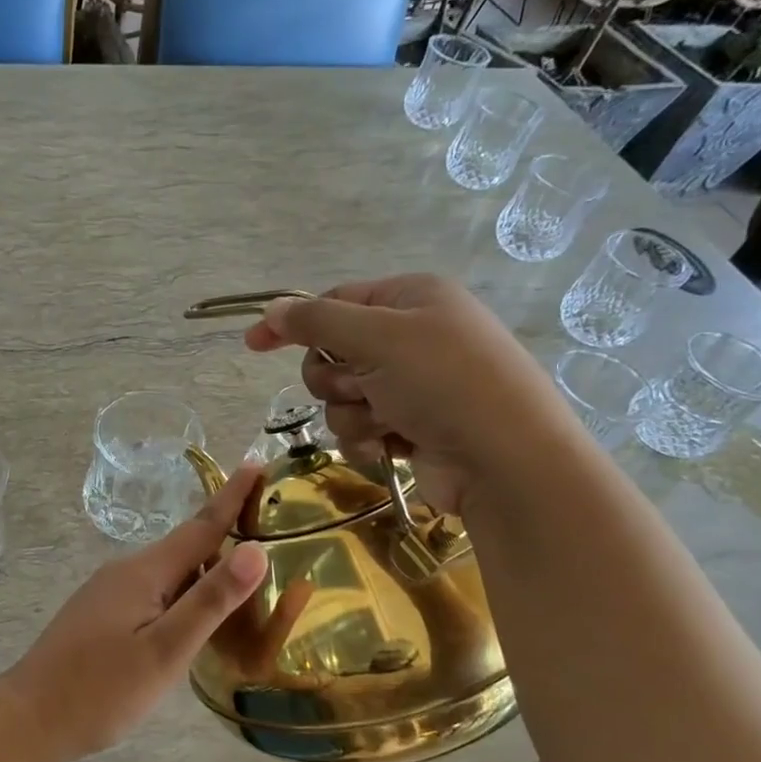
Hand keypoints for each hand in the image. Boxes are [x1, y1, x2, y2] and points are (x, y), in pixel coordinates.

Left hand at [0, 466, 269, 761]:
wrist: (29, 719)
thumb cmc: (102, 690)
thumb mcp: (165, 650)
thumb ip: (210, 600)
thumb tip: (255, 549)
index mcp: (144, 572)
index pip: (200, 526)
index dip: (231, 496)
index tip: (256, 464)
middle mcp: (125, 571)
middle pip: (186, 547)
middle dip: (224, 534)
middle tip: (267, 529)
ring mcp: (108, 591)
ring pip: (169, 572)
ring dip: (204, 569)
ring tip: (242, 580)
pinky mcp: (101, 613)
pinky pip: (153, 591)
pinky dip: (182, 593)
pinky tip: (193, 616)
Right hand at [242, 275, 565, 511]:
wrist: (507, 461)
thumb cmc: (445, 384)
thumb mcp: (379, 338)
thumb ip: (318, 321)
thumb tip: (272, 309)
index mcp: (411, 299)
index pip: (335, 302)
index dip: (294, 322)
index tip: (253, 343)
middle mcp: (412, 338)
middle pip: (333, 352)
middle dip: (335, 377)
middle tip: (359, 387)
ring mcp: (413, 386)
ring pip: (342, 396)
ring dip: (352, 413)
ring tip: (386, 422)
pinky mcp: (411, 427)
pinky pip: (360, 427)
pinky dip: (367, 438)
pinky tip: (391, 447)